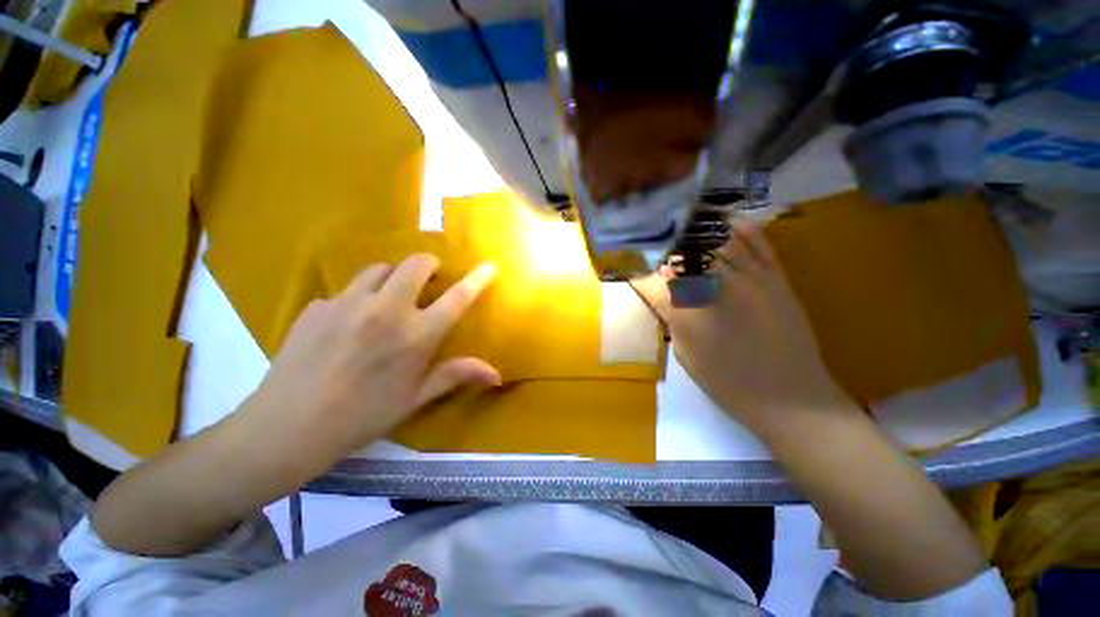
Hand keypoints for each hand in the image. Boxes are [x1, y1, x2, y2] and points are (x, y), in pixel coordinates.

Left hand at [243, 254, 500, 458]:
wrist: (287, 428)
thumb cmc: (363, 417)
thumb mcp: (415, 398)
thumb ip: (456, 375)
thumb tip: (497, 374)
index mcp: (416, 335)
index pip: (457, 298)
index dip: (477, 279)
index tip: (489, 266)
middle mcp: (386, 309)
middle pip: (415, 264)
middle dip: (428, 265)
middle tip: (429, 279)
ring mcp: (348, 303)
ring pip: (379, 269)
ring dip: (392, 277)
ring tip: (388, 298)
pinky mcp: (318, 306)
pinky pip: (346, 290)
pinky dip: (357, 298)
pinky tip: (347, 324)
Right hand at [632, 219, 849, 431]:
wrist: (791, 398)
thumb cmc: (730, 384)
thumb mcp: (686, 356)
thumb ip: (672, 320)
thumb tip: (662, 296)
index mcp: (688, 314)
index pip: (653, 284)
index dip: (638, 274)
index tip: (628, 268)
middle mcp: (716, 288)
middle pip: (682, 257)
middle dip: (664, 250)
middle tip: (654, 245)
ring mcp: (750, 279)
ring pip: (717, 243)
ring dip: (697, 233)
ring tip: (683, 223)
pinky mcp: (777, 279)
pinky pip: (758, 245)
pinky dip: (742, 230)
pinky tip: (727, 220)